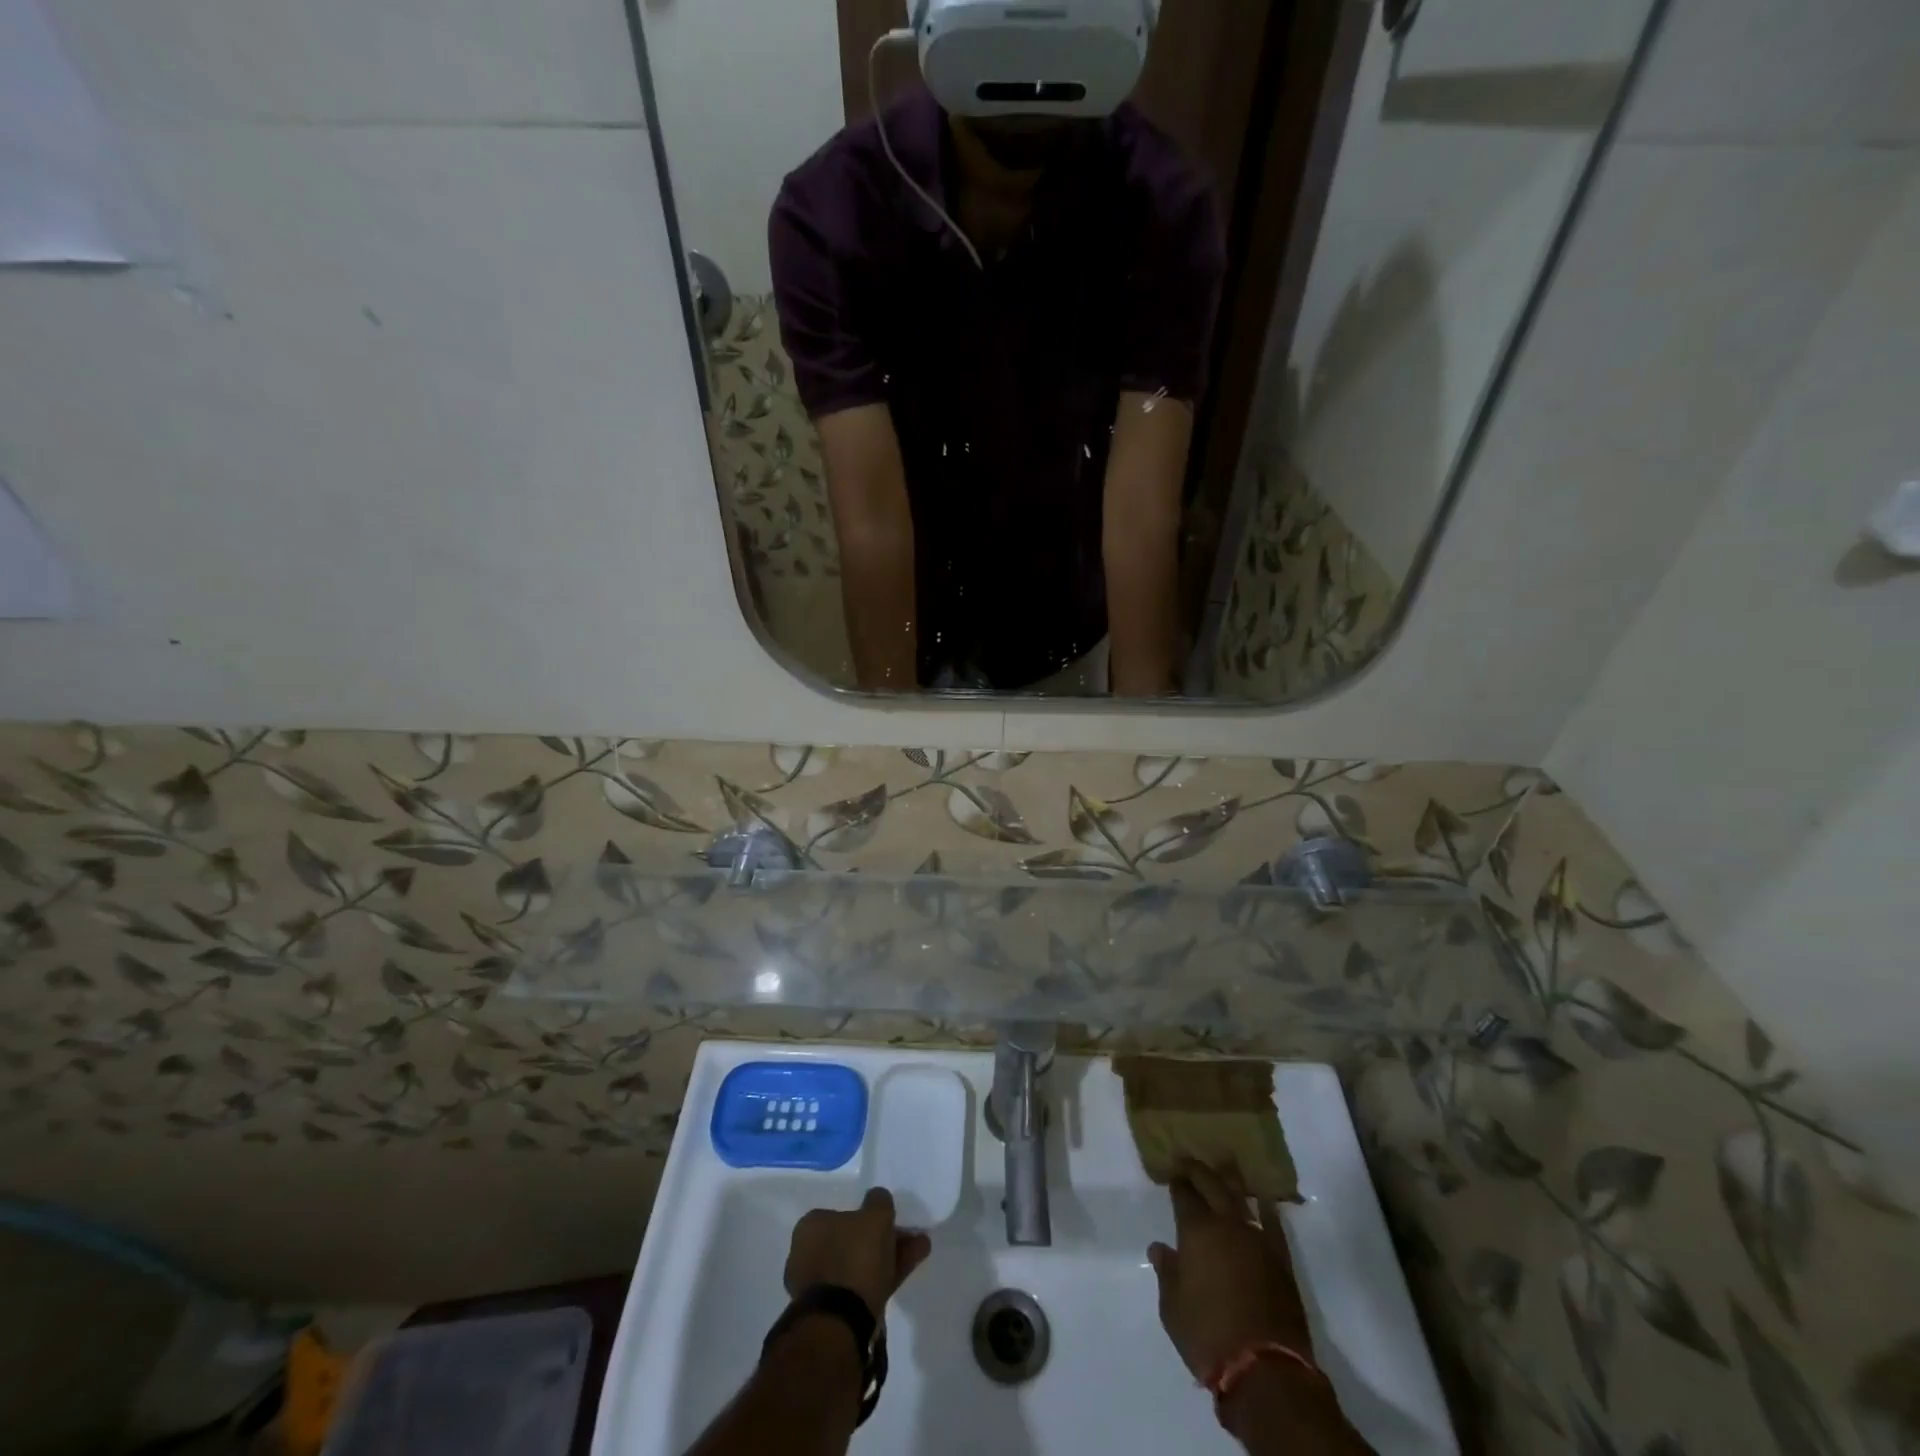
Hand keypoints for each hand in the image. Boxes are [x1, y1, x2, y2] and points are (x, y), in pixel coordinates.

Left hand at [784, 1187, 931, 1322]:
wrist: (841, 1323)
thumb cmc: (854, 1257)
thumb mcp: (876, 1216)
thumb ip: (879, 1201)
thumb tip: (878, 1199)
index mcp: (810, 1227)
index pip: (842, 1214)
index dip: (869, 1217)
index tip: (890, 1221)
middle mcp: (807, 1254)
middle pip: (853, 1241)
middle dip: (882, 1239)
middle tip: (909, 1237)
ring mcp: (818, 1286)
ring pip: (860, 1264)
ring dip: (888, 1257)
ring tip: (919, 1252)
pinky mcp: (831, 1313)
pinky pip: (860, 1286)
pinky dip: (882, 1278)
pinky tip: (906, 1273)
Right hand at [1148, 1160, 1313, 1381]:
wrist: (1265, 1369)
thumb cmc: (1208, 1336)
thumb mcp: (1172, 1308)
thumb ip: (1167, 1272)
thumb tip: (1160, 1248)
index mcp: (1196, 1231)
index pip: (1184, 1195)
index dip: (1177, 1183)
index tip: (1173, 1175)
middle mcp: (1227, 1224)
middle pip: (1212, 1184)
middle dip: (1200, 1171)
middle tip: (1191, 1162)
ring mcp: (1257, 1238)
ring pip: (1241, 1196)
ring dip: (1230, 1181)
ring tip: (1224, 1170)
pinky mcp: (1281, 1258)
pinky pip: (1272, 1222)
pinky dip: (1265, 1207)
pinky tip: (1262, 1200)